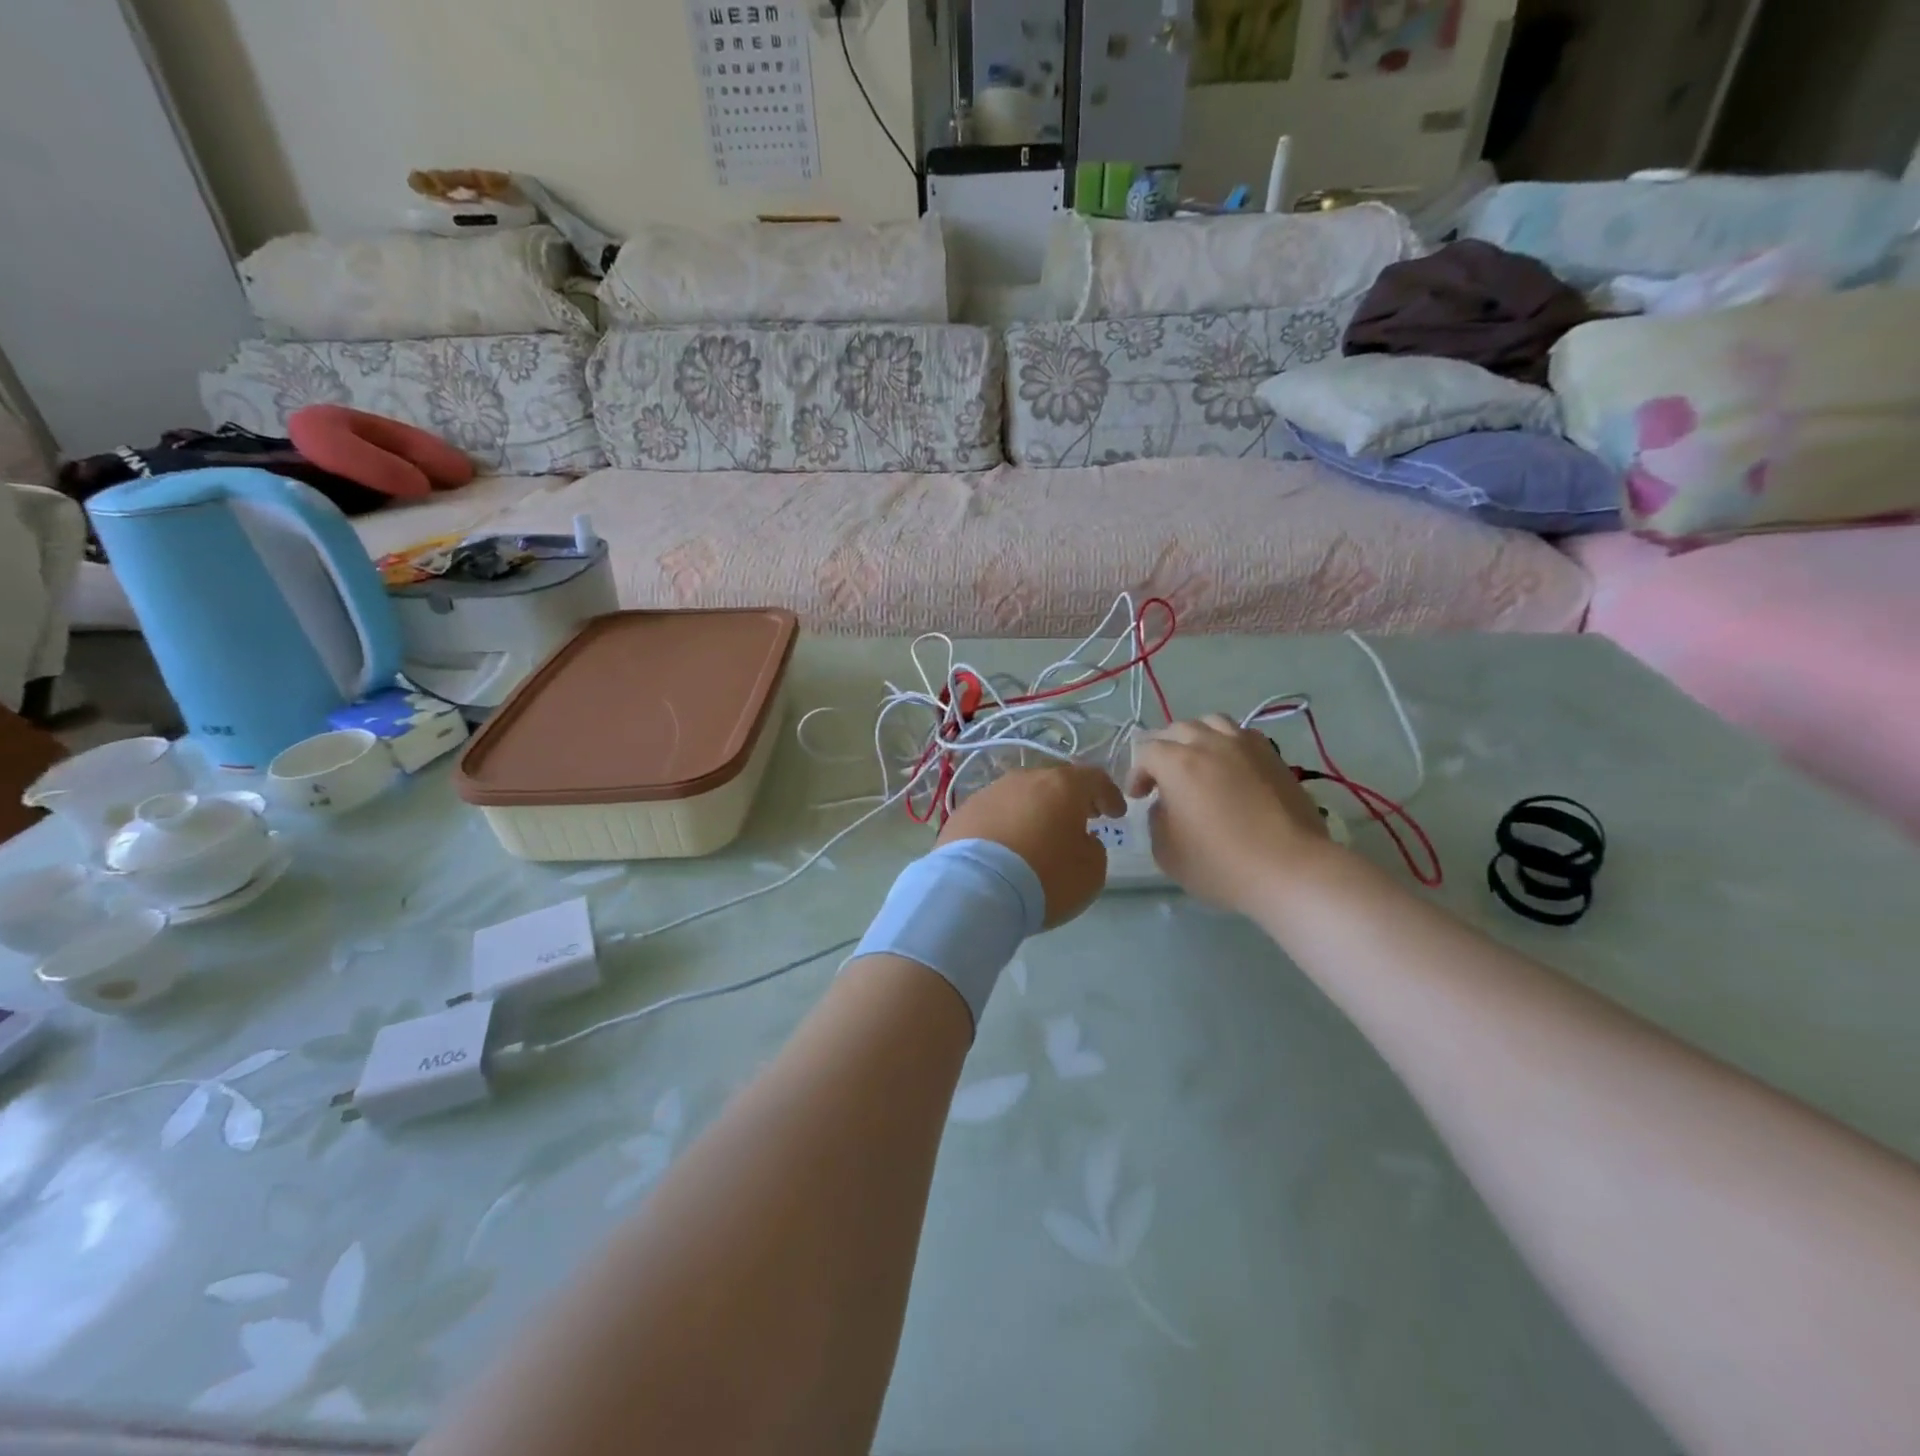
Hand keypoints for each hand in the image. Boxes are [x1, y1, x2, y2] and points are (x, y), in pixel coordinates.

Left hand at [938, 765, 1125, 927]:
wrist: (974, 889)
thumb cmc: (1044, 877)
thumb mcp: (1091, 871)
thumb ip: (1093, 848)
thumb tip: (1080, 839)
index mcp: (1062, 786)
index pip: (1094, 778)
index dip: (1109, 794)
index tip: (1116, 812)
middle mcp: (1024, 779)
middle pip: (1053, 782)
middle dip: (1068, 799)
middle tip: (1079, 818)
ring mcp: (989, 793)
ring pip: (1020, 796)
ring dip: (1033, 810)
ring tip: (1038, 834)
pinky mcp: (963, 812)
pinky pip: (994, 813)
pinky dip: (1005, 824)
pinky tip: (1005, 846)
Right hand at [1126, 716, 1334, 911]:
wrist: (1289, 869)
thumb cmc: (1220, 864)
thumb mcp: (1166, 851)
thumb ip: (1156, 820)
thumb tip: (1165, 804)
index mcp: (1177, 763)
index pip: (1146, 752)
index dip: (1137, 773)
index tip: (1140, 797)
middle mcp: (1209, 743)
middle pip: (1177, 729)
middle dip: (1164, 750)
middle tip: (1164, 778)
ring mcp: (1245, 745)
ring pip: (1212, 723)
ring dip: (1197, 738)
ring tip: (1198, 762)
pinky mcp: (1273, 756)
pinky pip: (1242, 735)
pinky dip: (1228, 744)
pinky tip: (1231, 767)